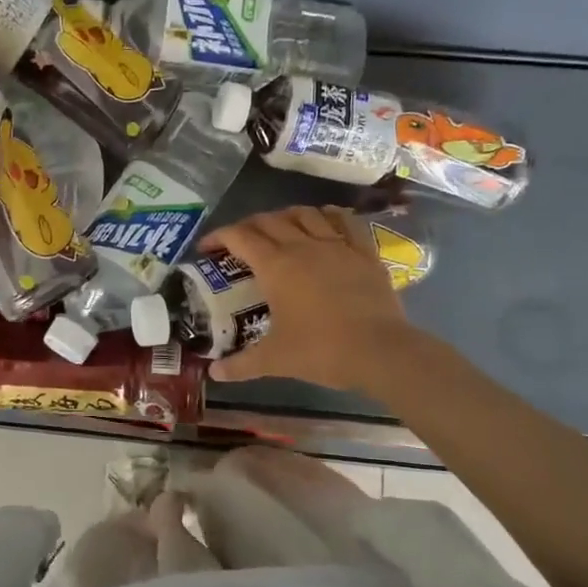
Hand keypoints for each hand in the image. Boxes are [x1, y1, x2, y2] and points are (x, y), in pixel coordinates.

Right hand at [199, 205, 413, 392]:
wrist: (380, 351)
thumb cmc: (321, 350)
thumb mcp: (275, 360)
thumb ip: (241, 365)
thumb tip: (214, 373)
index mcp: (275, 266)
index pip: (239, 237)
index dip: (218, 237)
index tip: (206, 248)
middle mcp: (302, 246)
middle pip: (269, 220)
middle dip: (248, 226)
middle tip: (239, 242)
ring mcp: (336, 245)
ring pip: (305, 213)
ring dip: (285, 216)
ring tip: (279, 228)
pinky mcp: (364, 252)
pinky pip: (345, 221)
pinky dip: (330, 215)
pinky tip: (324, 220)